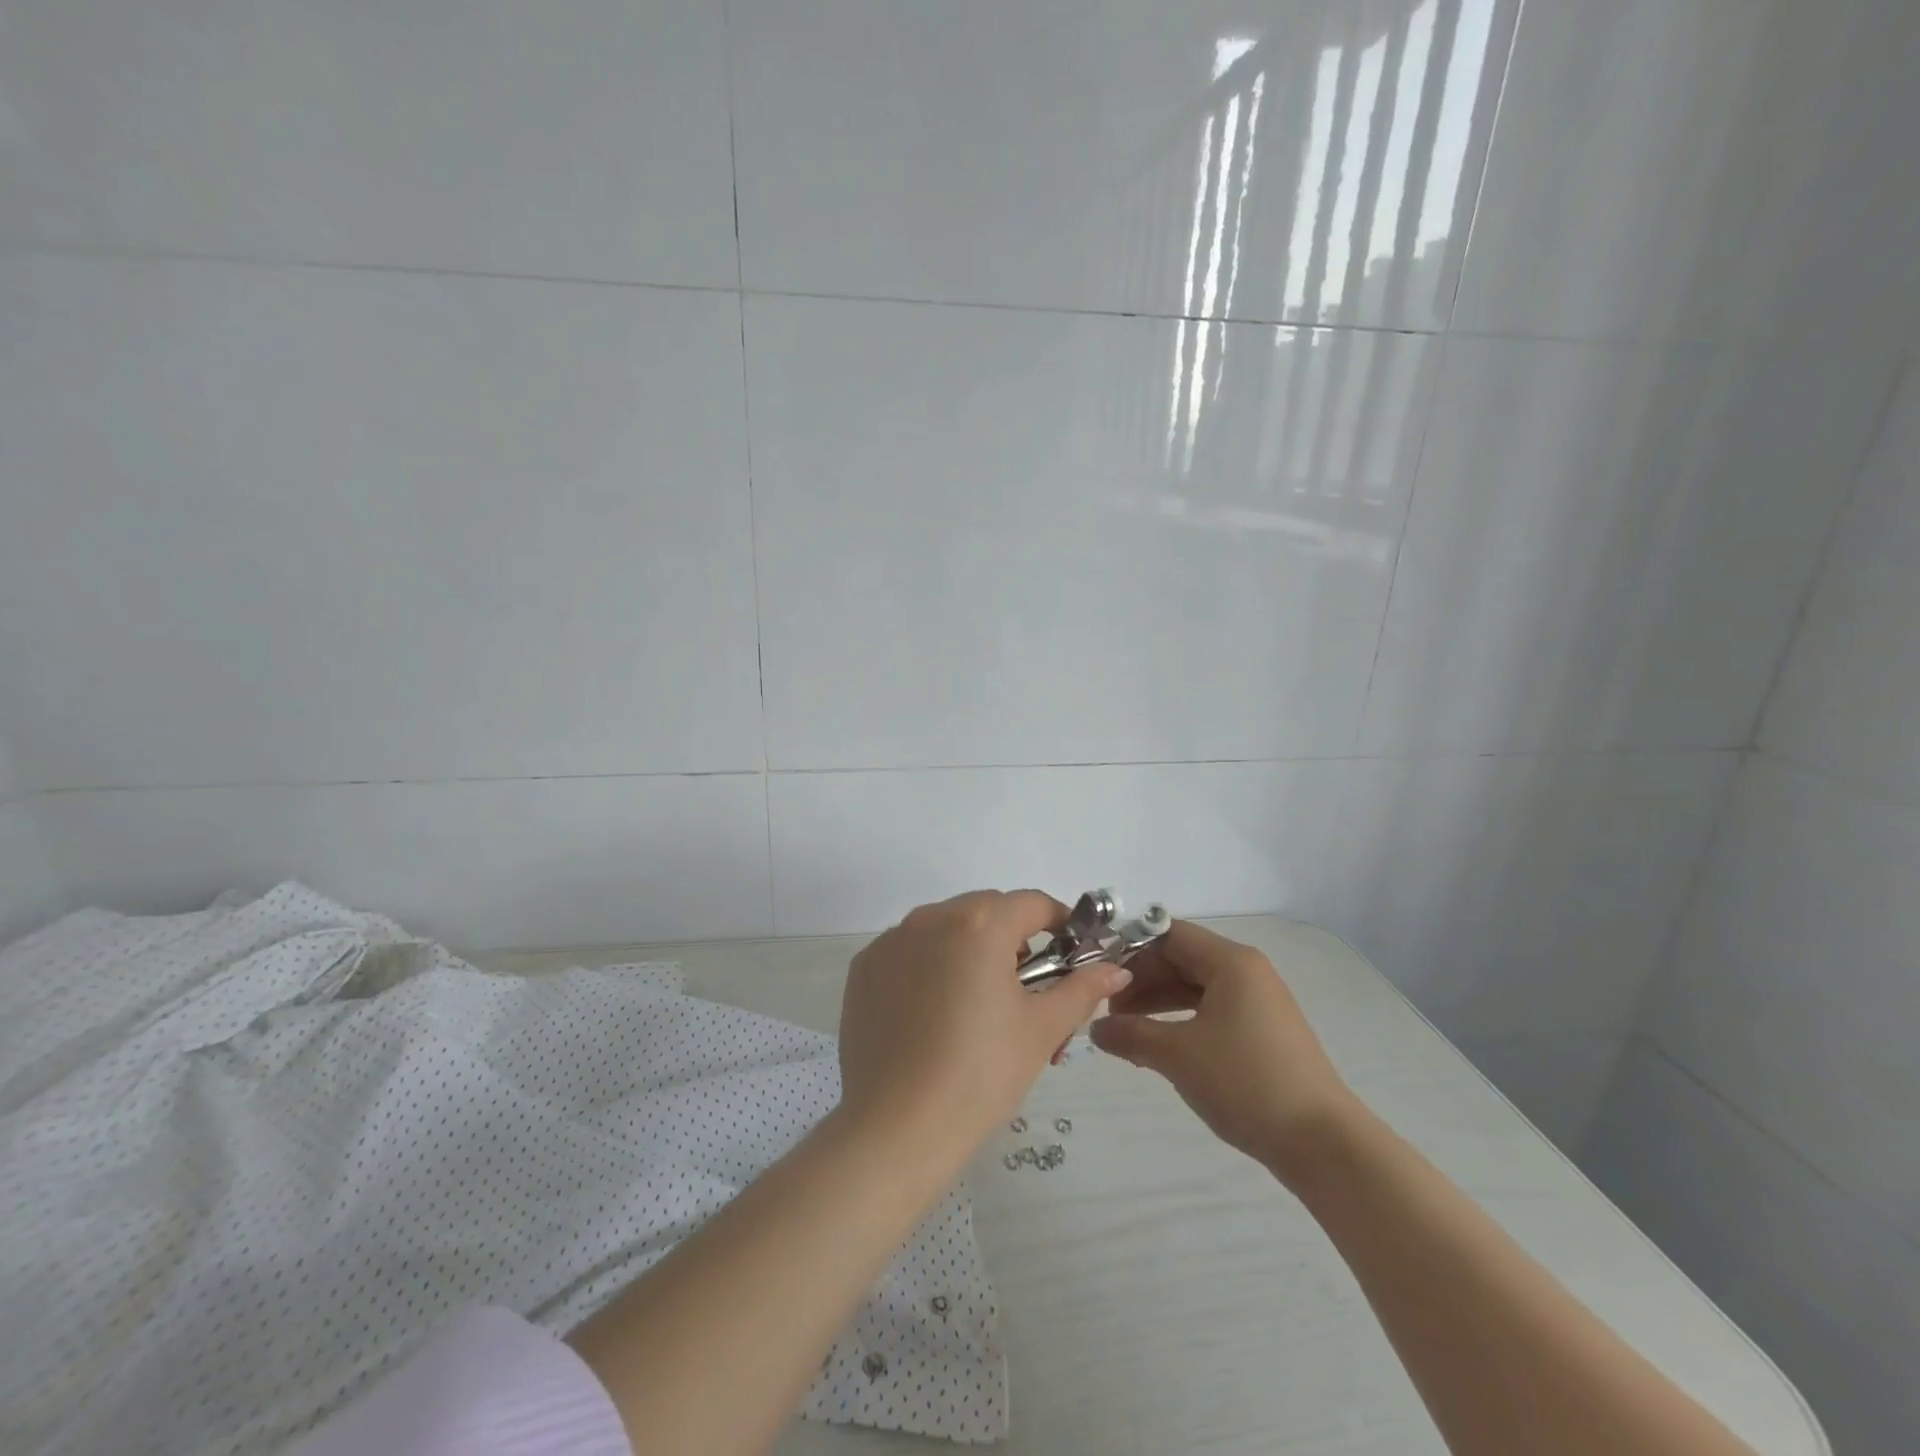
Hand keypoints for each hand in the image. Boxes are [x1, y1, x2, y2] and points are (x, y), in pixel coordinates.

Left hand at [838, 890, 1129, 1162]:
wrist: (897, 1128)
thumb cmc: (981, 1074)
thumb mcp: (1041, 1030)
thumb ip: (1081, 990)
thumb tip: (1116, 971)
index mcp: (980, 923)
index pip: (1032, 904)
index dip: (1060, 923)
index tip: (1071, 954)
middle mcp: (931, 917)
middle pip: (987, 911)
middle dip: (1014, 940)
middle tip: (1027, 991)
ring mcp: (891, 941)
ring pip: (946, 928)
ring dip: (970, 950)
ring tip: (979, 1007)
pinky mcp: (863, 968)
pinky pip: (909, 951)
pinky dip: (930, 966)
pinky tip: (934, 1015)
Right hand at [1089, 919, 1356, 1181]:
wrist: (1323, 1144)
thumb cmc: (1246, 1082)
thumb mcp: (1178, 1055)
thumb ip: (1130, 1034)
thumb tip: (1095, 1029)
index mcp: (1231, 961)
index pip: (1168, 934)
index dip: (1130, 950)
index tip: (1098, 975)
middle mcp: (1247, 972)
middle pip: (1181, 959)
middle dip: (1141, 980)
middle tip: (1107, 1009)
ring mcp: (1258, 1003)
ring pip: (1195, 988)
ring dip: (1157, 1003)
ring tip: (1124, 1030)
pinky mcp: (1263, 1033)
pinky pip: (1211, 1011)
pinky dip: (1181, 1021)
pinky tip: (1159, 1046)